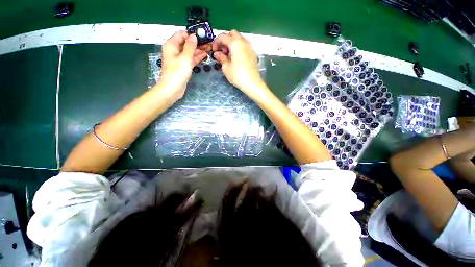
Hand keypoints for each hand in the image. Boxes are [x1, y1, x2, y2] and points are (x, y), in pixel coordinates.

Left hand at [158, 31, 208, 99]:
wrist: (172, 89)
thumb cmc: (177, 73)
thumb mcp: (185, 58)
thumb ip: (190, 46)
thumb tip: (194, 36)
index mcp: (172, 45)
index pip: (182, 35)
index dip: (192, 35)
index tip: (202, 36)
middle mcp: (174, 50)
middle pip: (186, 43)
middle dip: (197, 43)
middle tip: (208, 43)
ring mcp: (179, 59)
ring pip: (189, 52)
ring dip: (198, 50)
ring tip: (208, 49)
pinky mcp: (183, 67)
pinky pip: (190, 59)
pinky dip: (196, 57)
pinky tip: (204, 56)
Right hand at [212, 30, 263, 94]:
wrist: (252, 83)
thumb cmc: (238, 76)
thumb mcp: (226, 67)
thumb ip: (221, 58)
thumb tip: (217, 54)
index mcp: (235, 43)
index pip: (223, 36)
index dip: (216, 42)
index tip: (214, 51)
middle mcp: (243, 41)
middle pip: (232, 34)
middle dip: (225, 40)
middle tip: (222, 51)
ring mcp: (249, 47)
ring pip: (239, 39)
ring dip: (232, 44)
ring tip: (228, 56)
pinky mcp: (253, 54)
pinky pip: (244, 46)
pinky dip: (238, 48)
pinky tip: (236, 58)